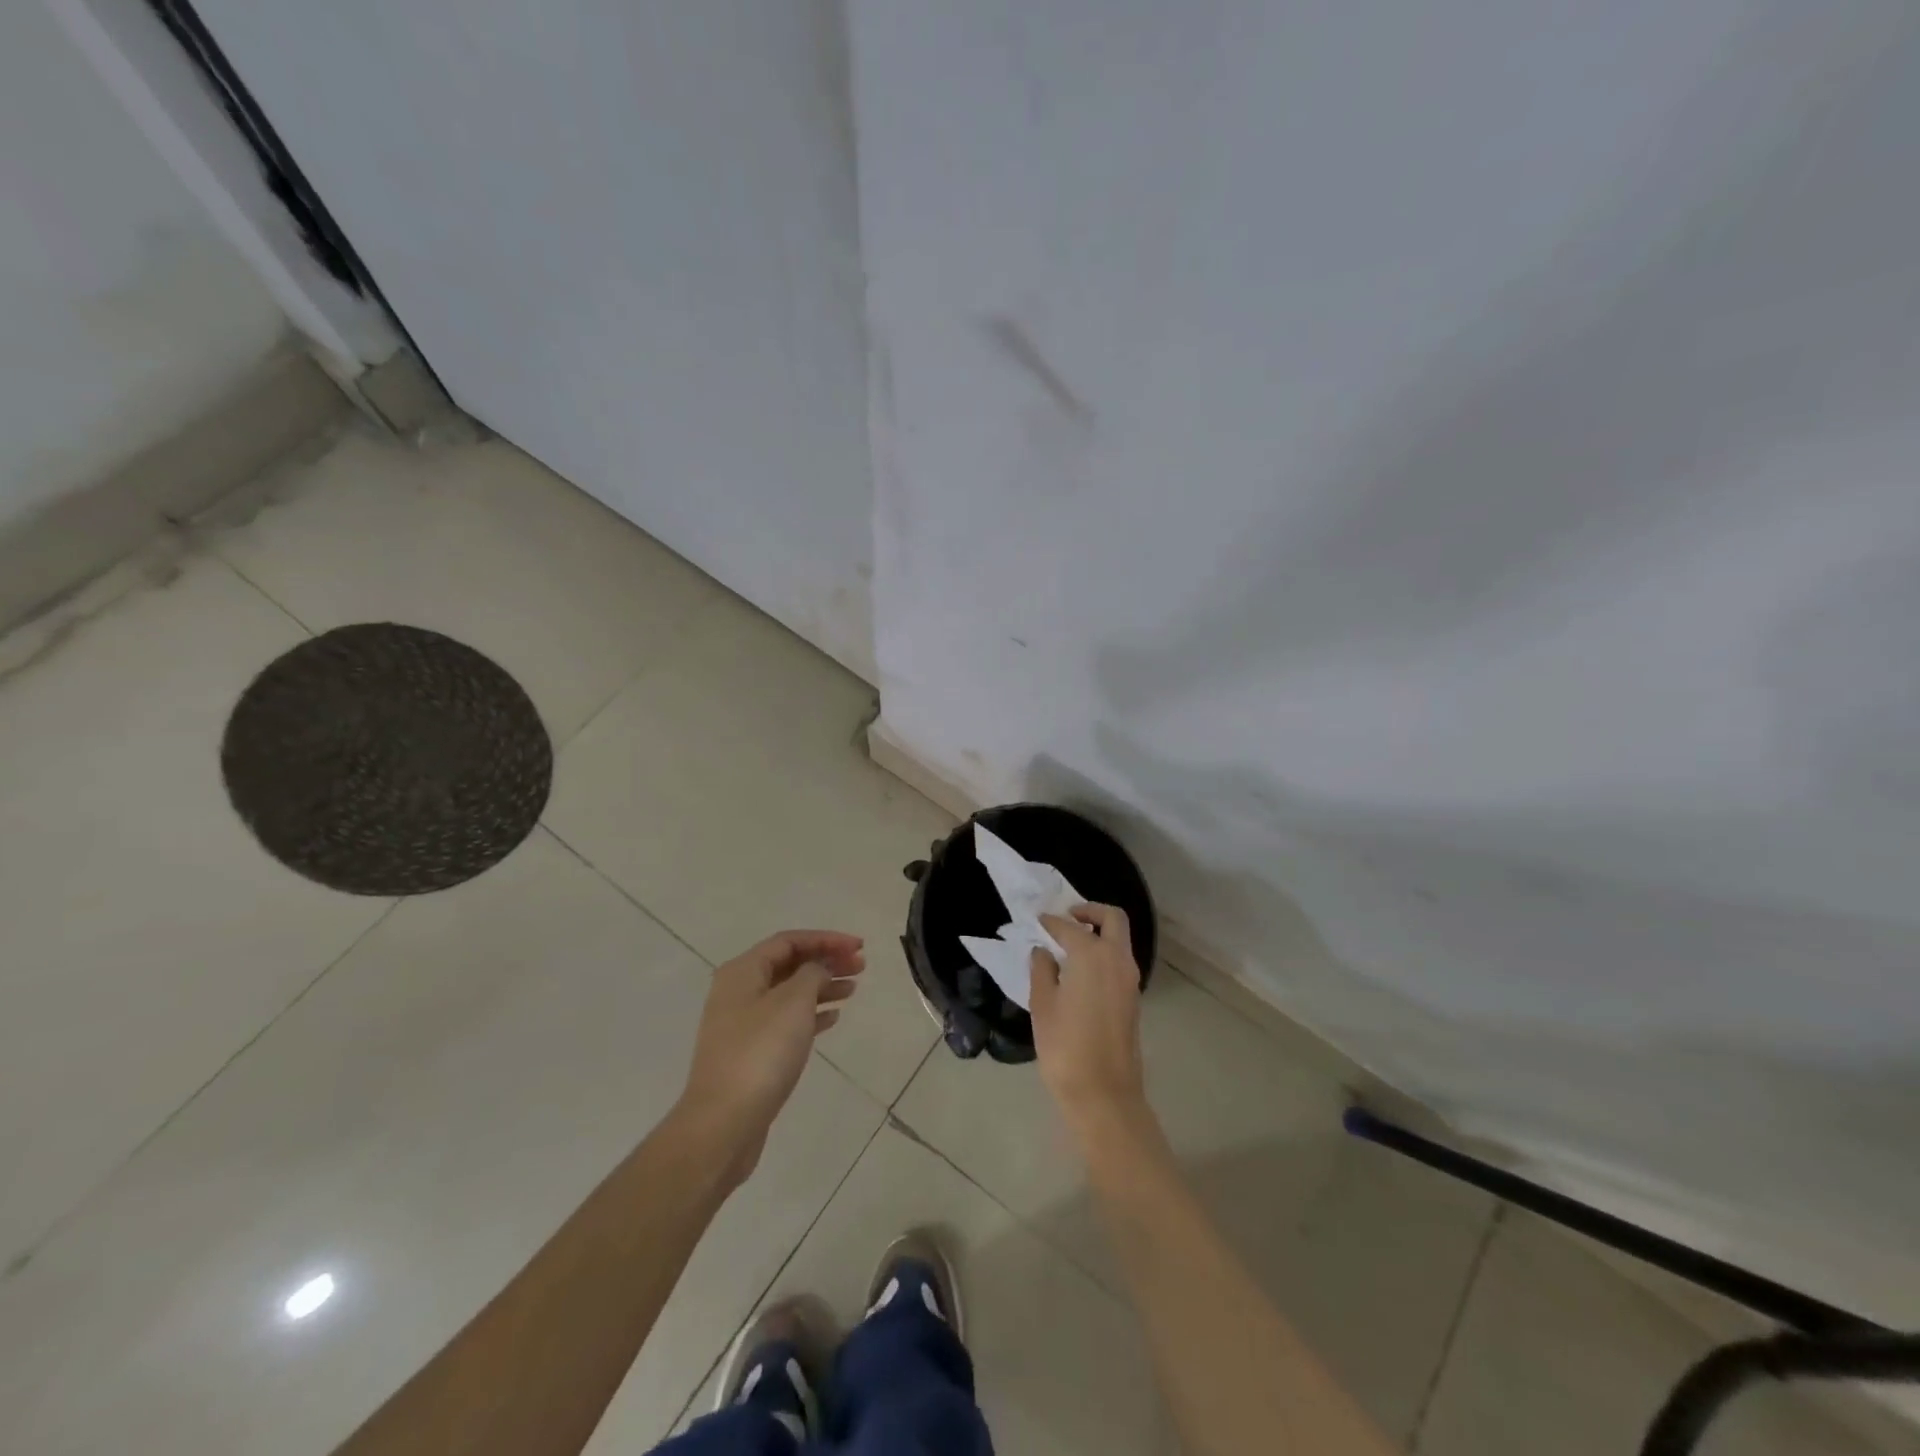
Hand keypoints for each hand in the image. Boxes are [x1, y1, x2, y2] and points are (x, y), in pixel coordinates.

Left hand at [678, 930, 863, 1185]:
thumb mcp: (793, 1002)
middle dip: (826, 961)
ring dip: (822, 987)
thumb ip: (812, 974)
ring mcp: (743, 1024)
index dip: (826, 939)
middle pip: (789, 965)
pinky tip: (834, 1018)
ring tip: (854, 989)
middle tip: (861, 966)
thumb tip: (818, 969)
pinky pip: (786, 1021)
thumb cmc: (760, 1053)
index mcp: (743, 972)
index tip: (858, 946)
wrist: (723, 1123)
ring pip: (790, 993)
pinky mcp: (751, 1053)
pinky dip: (811, 1014)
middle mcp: (739, 992)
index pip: (789, 941)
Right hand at [1029, 904, 1149, 1140]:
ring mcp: (1130, 979)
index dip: (1051, 922)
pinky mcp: (1133, 998)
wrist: (1104, 1093)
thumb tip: (1043, 953)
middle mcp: (1117, 960)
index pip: (1069, 927)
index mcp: (1092, 955)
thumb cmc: (1065, 1047)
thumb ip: (1042, 971)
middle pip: (1113, 919)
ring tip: (1068, 945)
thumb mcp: (1043, 1005)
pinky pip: (1120, 961)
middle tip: (1066, 918)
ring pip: (1120, 940)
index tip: (1037, 920)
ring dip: (1099, 932)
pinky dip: (1104, 953)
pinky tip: (1080, 970)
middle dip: (1090, 911)